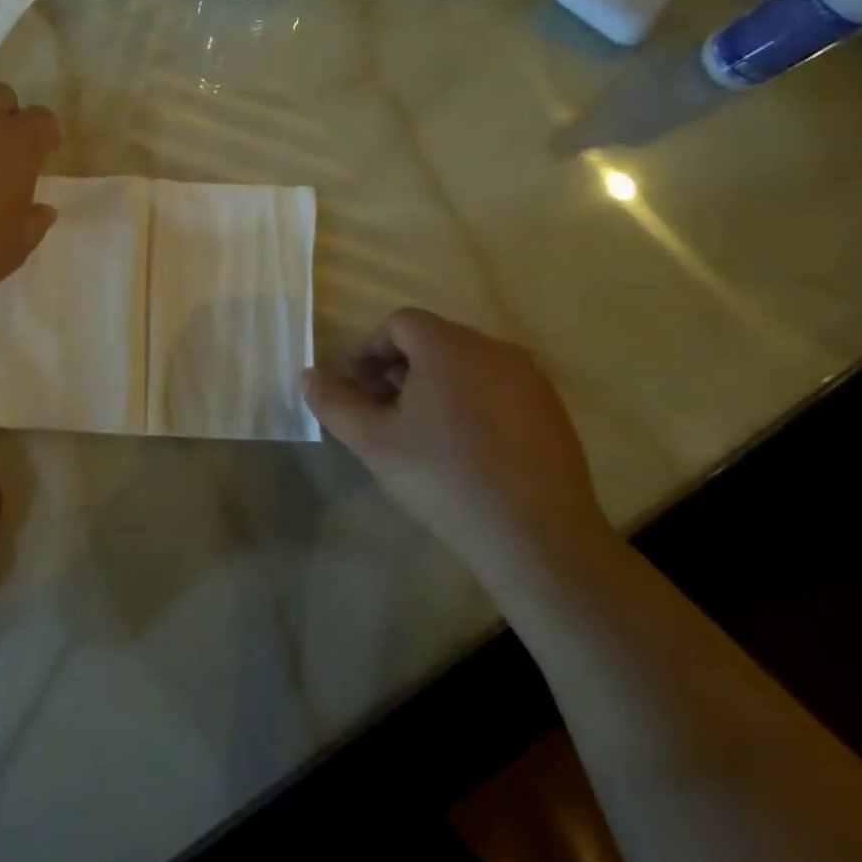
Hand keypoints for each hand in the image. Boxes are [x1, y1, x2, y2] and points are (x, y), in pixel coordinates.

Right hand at [302, 309, 609, 566]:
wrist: (537, 537)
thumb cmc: (443, 477)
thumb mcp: (372, 441)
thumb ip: (334, 402)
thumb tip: (309, 376)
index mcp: (450, 346)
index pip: (399, 323)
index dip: (368, 350)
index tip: (354, 389)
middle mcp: (494, 349)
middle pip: (433, 340)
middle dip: (396, 368)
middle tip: (379, 411)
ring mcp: (530, 380)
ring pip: (466, 364)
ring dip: (431, 384)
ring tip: (417, 431)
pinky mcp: (552, 411)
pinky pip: (496, 388)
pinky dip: (468, 400)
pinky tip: (461, 447)